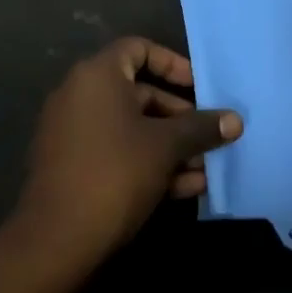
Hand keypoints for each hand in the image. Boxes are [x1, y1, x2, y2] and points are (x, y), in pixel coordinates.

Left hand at [18, 38, 242, 262]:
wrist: (55, 243)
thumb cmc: (115, 173)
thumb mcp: (166, 147)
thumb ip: (201, 128)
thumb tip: (236, 120)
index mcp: (97, 75)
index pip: (139, 49)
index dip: (173, 64)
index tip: (200, 87)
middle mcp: (80, 95)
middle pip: (139, 93)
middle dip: (180, 117)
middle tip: (209, 137)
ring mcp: (72, 133)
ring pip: (131, 128)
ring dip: (170, 147)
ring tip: (206, 170)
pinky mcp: (71, 167)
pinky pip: (116, 152)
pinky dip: (147, 163)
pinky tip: (186, 189)